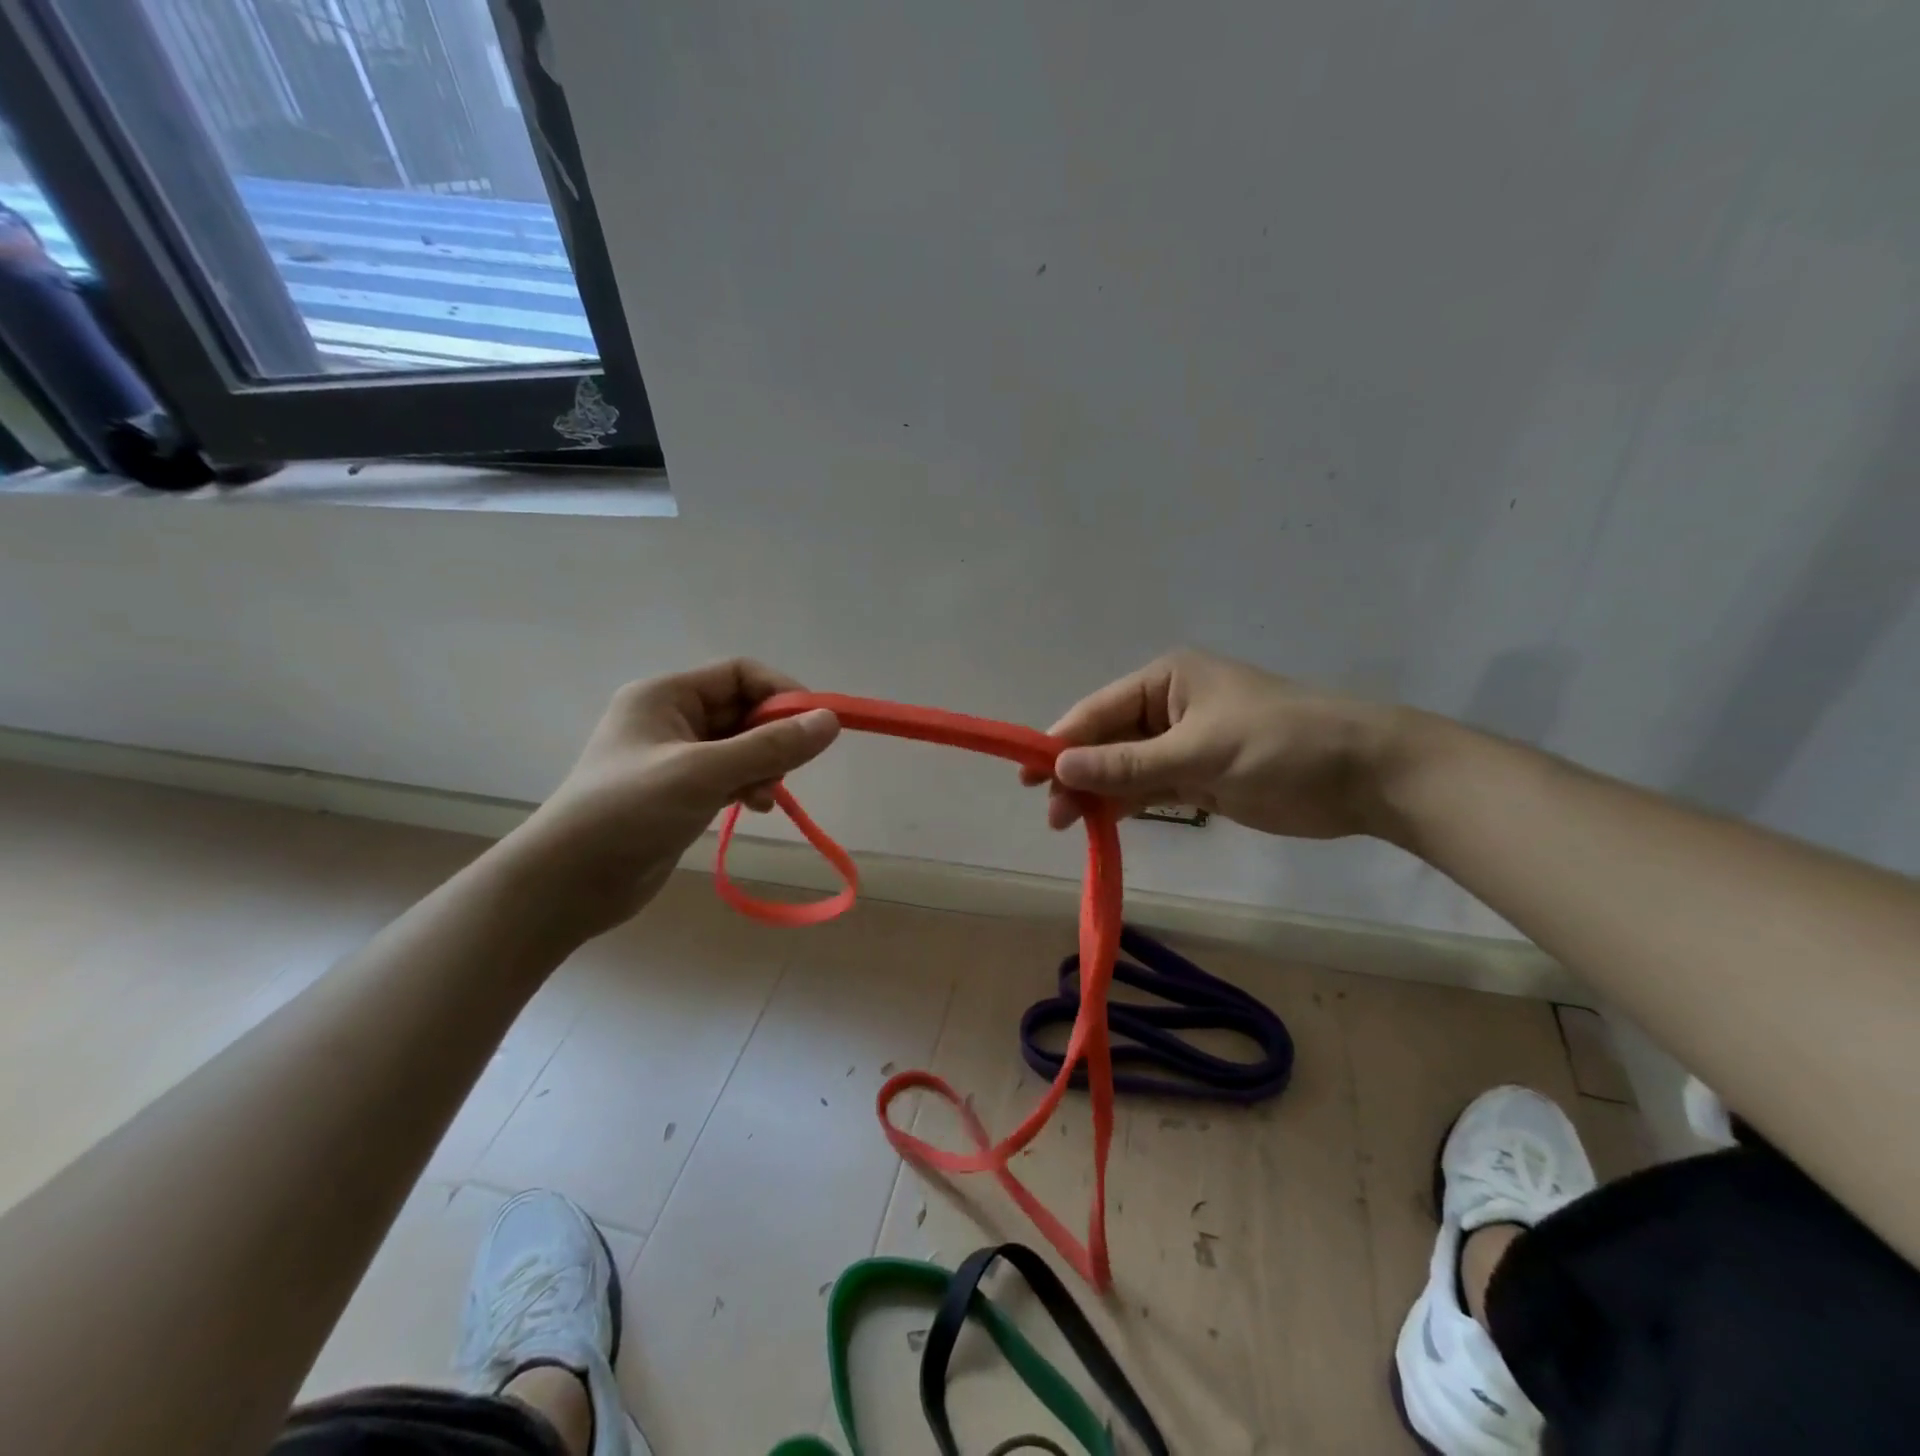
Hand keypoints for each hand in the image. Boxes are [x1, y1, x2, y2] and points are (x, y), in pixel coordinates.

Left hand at [506, 660, 839, 937]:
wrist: (568, 884)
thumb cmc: (628, 812)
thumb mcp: (703, 774)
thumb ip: (769, 747)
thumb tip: (831, 721)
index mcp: (666, 695)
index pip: (740, 674)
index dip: (781, 693)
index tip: (815, 726)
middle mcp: (670, 718)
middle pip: (743, 710)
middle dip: (773, 736)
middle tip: (789, 769)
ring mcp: (674, 757)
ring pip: (740, 746)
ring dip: (763, 765)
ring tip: (766, 795)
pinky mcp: (679, 792)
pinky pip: (729, 775)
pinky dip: (749, 786)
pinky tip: (755, 807)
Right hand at [1023, 649, 1397, 839]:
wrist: (1364, 775)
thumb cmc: (1280, 746)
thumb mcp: (1200, 752)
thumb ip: (1128, 765)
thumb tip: (1059, 767)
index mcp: (1166, 681)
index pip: (1098, 711)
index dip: (1060, 742)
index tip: (1026, 776)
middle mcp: (1168, 706)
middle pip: (1107, 741)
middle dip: (1078, 774)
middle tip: (1053, 815)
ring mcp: (1184, 743)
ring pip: (1126, 768)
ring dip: (1099, 793)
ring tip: (1069, 825)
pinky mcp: (1200, 776)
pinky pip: (1150, 788)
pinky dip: (1128, 804)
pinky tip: (1104, 823)